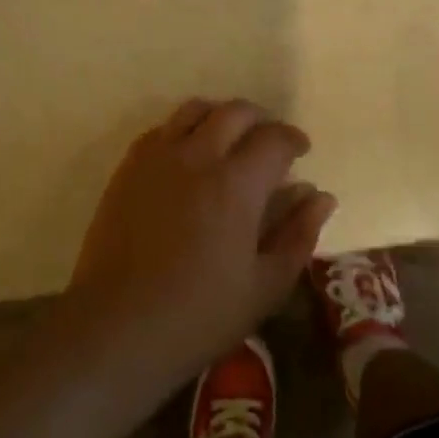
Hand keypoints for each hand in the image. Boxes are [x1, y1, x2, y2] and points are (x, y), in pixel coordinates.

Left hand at [61, 100, 336, 396]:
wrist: (117, 327)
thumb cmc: (199, 316)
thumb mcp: (264, 287)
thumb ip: (298, 235)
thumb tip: (321, 196)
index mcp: (236, 184)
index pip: (274, 138)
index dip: (293, 139)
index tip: (301, 151)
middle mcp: (198, 155)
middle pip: (236, 112)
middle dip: (261, 121)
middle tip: (269, 144)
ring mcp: (158, 156)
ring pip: (195, 110)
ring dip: (221, 116)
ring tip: (229, 140)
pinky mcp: (129, 166)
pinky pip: (162, 128)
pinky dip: (184, 130)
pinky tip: (189, 156)